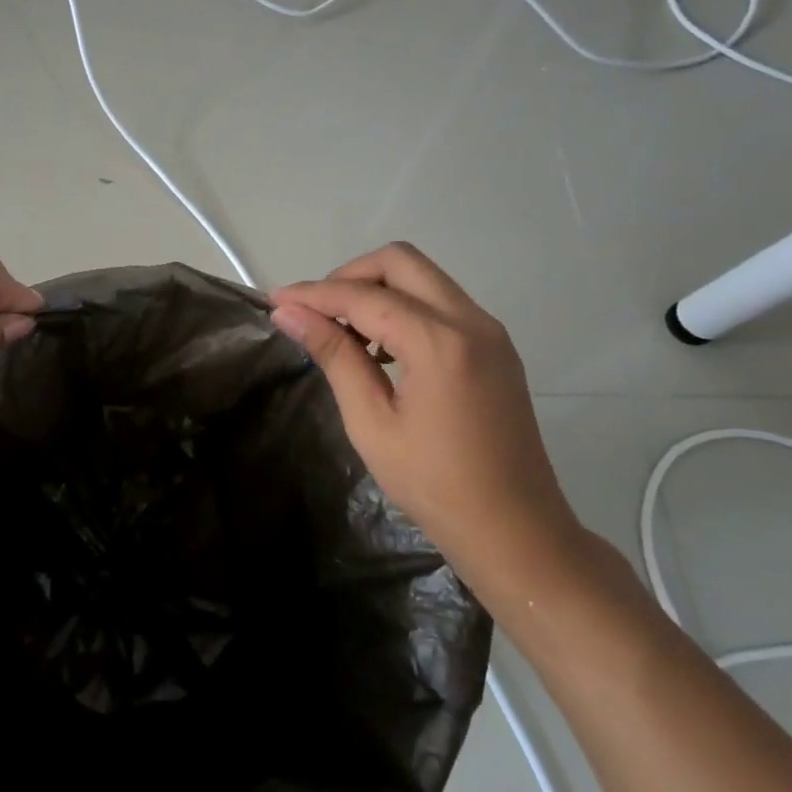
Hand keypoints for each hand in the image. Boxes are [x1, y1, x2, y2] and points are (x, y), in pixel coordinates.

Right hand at [268, 243, 583, 596]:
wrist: (516, 531)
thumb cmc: (435, 485)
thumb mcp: (371, 422)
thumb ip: (334, 356)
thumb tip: (289, 314)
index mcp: (439, 342)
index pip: (363, 296)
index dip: (313, 295)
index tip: (275, 301)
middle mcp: (471, 320)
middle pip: (400, 261)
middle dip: (349, 276)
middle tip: (316, 312)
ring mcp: (489, 331)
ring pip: (423, 278)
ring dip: (377, 289)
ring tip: (344, 333)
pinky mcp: (496, 346)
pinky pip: (441, 303)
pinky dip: (404, 307)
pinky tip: (382, 348)